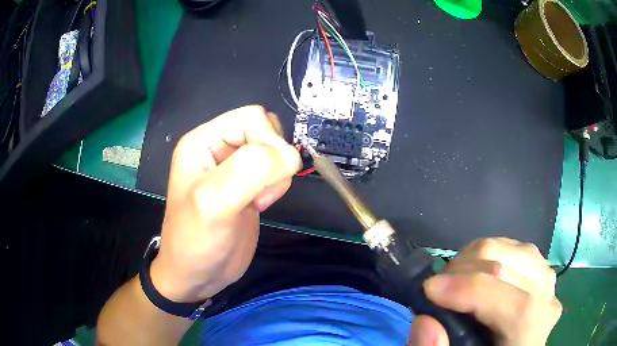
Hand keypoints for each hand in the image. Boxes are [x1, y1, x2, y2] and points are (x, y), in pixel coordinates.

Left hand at [150, 105, 300, 302]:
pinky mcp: (249, 186)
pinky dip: (276, 187)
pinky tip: (259, 205)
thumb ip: (250, 171)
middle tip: (258, 191)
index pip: (251, 117)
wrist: (198, 276)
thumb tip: (290, 155)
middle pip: (266, 130)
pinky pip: (275, 172)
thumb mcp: (214, 203)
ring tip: (256, 202)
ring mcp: (234, 168)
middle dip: (272, 160)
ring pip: (275, 151)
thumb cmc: (196, 240)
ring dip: (275, 177)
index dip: (268, 141)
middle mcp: (219, 148)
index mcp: (203, 141)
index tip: (266, 178)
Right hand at [409, 238, 561, 345]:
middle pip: (513, 268)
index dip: (475, 292)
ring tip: (453, 281)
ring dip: (473, 259)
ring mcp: (547, 280)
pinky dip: (487, 253)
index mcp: (531, 337)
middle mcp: (547, 303)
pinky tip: (474, 272)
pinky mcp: (539, 267)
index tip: (430, 289)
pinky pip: (514, 247)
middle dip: (464, 270)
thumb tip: (426, 321)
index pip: (518, 306)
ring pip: (512, 250)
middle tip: (436, 289)